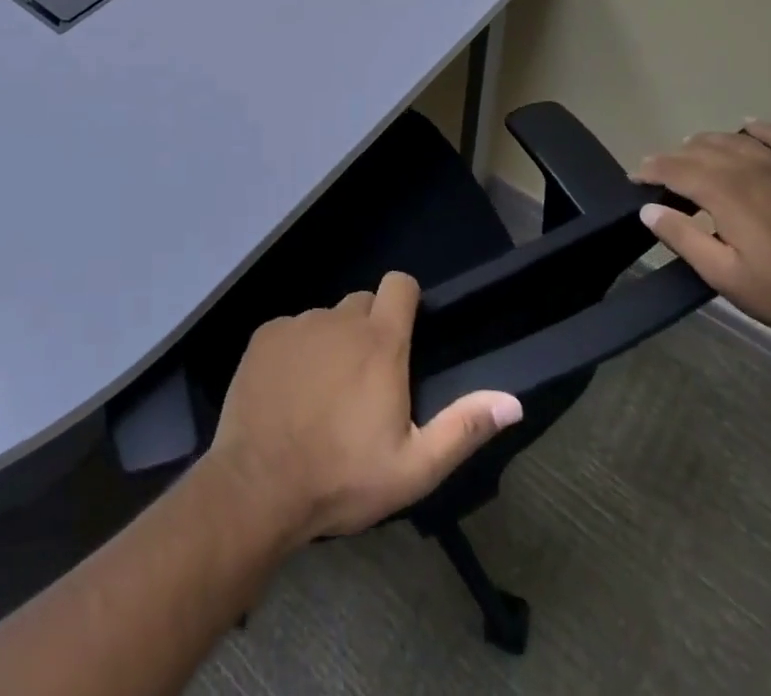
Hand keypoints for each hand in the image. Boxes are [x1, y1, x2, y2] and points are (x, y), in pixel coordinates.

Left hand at [207, 272, 523, 545]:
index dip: (407, 300)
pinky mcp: (264, 336)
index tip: (407, 332)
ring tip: (324, 394)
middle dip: (370, 330)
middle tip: (366, 381)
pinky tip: (290, 392)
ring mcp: (297, 324)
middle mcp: (338, 320)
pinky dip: (296, 352)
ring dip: (332, 344)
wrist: (259, 486)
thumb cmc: (343, 478)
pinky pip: (291, 331)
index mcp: (379, 343)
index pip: (400, 285)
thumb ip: (463, 428)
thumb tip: (512, 401)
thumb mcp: (414, 467)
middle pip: (363, 304)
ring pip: (326, 320)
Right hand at [636, 121, 770, 347]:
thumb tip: (647, 209)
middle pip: (700, 150)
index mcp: (725, 192)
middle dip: (674, 158)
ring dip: (706, 143)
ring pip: (734, 141)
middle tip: (660, 173)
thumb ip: (683, 238)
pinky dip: (760, 130)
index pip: (675, 168)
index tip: (636, 178)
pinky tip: (748, 130)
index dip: (650, 170)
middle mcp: (751, 168)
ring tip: (693, 153)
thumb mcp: (725, 276)